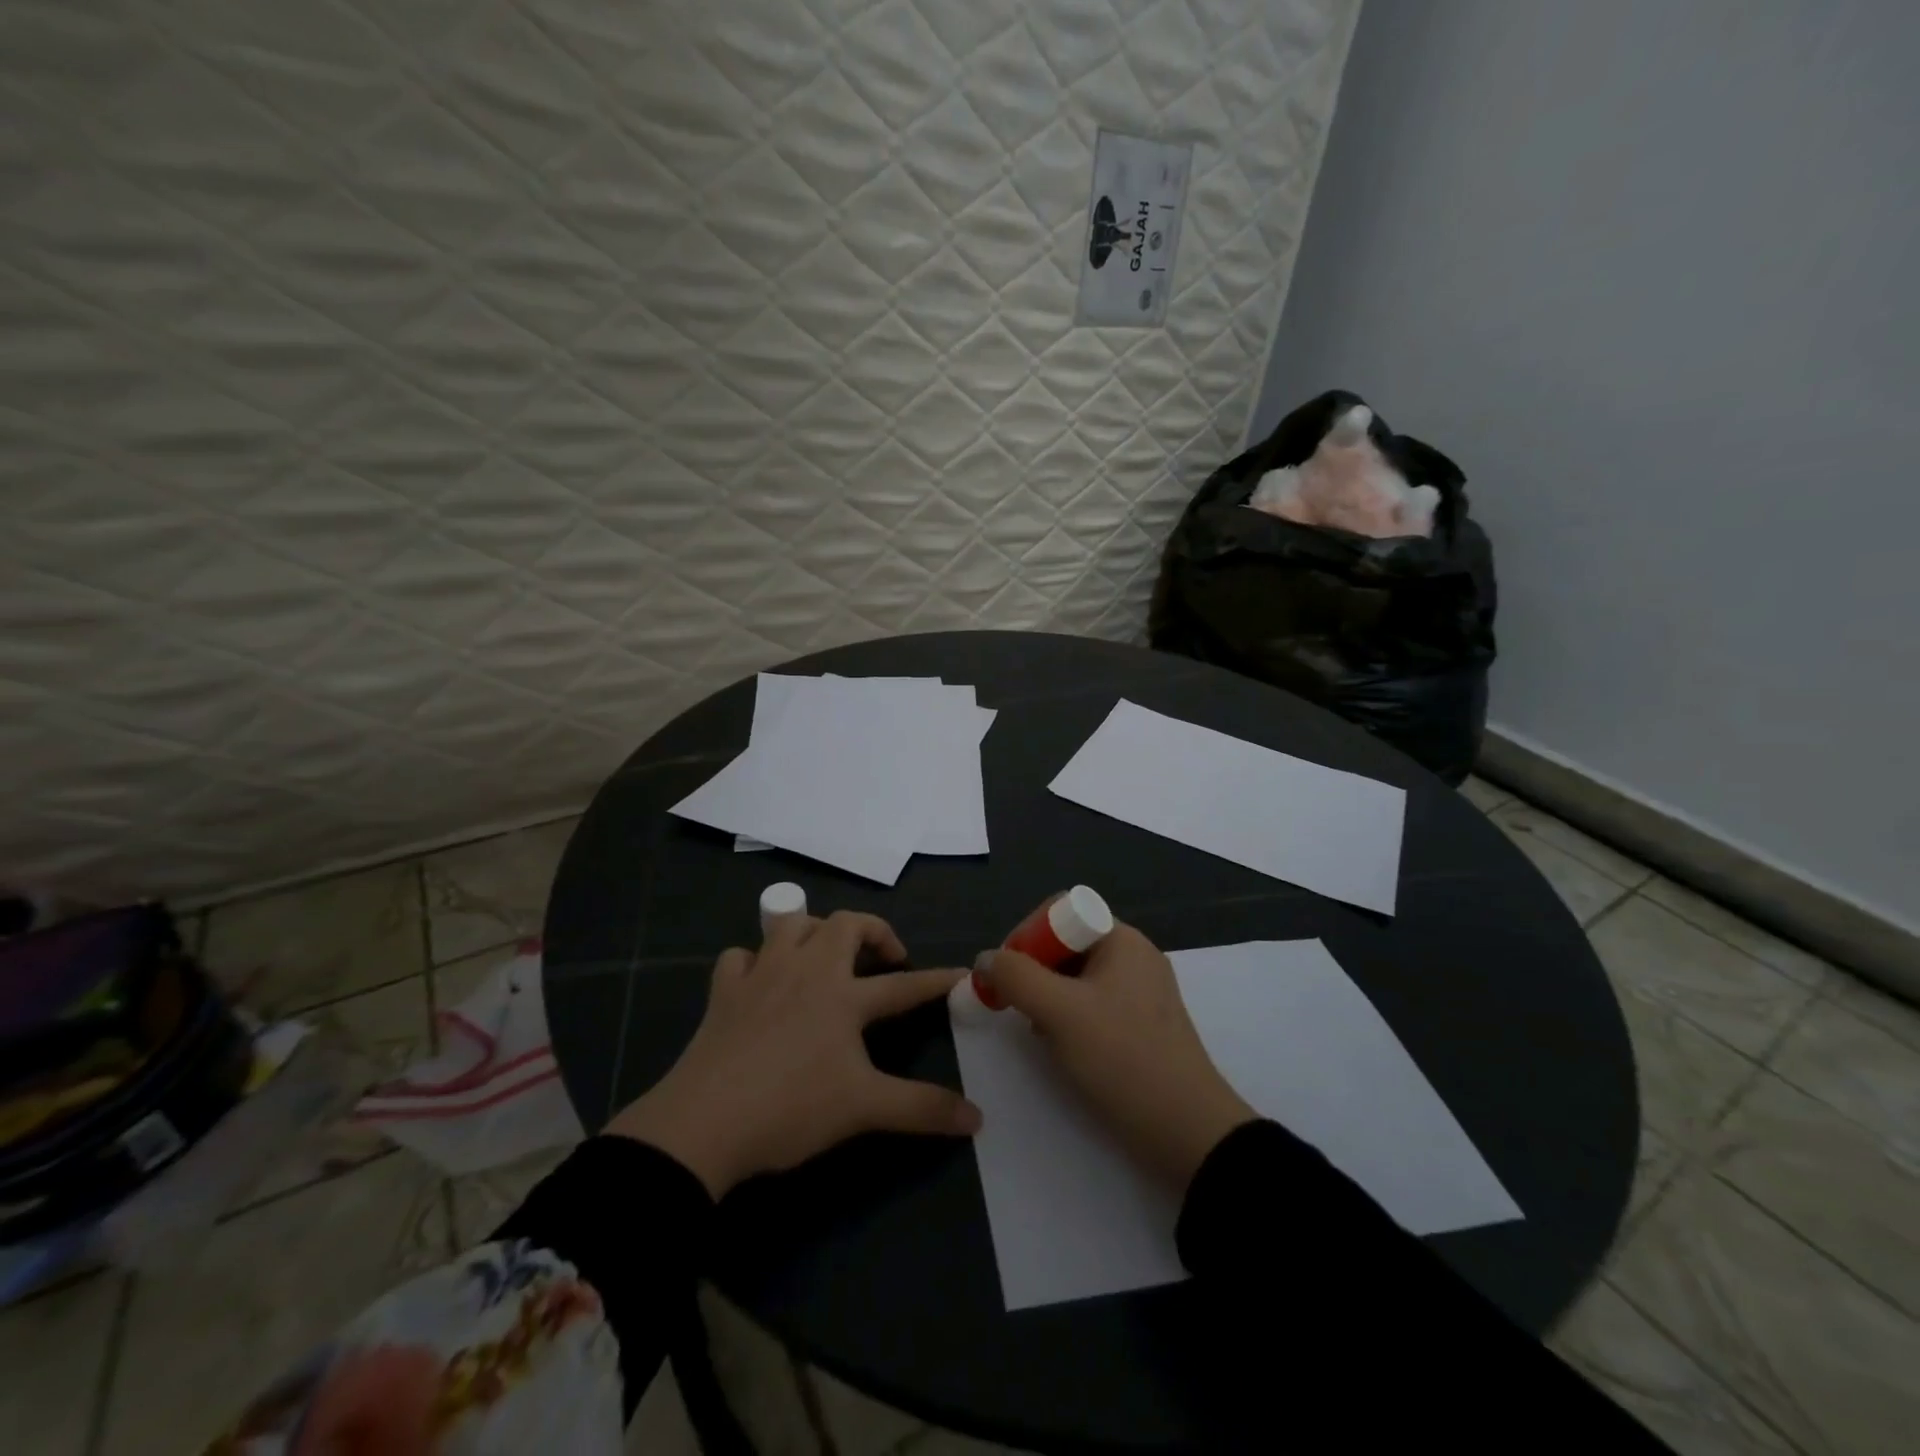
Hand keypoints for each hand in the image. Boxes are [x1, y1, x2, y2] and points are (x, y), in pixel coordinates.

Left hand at [605, 911, 980, 1196]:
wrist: (704, 1123)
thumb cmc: (791, 1108)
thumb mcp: (864, 1109)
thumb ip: (922, 1109)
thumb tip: (978, 1118)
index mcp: (844, 996)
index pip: (903, 984)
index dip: (935, 980)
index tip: (960, 973)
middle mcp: (807, 970)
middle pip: (846, 925)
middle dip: (874, 931)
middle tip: (886, 959)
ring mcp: (762, 975)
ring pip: (792, 924)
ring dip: (815, 929)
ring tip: (827, 954)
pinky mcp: (725, 991)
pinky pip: (740, 956)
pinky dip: (754, 960)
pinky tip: (760, 979)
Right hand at [980, 923, 1255, 1190]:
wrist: (1188, 1133)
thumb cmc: (1122, 1059)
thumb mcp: (1059, 1012)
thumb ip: (1016, 977)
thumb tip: (985, 958)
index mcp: (1122, 940)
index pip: (1061, 910)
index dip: (1027, 934)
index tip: (1006, 974)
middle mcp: (1133, 957)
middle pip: (1067, 943)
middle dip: (1034, 970)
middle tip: (1015, 1006)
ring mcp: (1140, 993)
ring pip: (1076, 977)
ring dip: (1047, 997)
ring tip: (1039, 1031)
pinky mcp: (1141, 1026)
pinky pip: (1092, 1005)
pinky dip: (1068, 1019)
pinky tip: (1062, 1048)